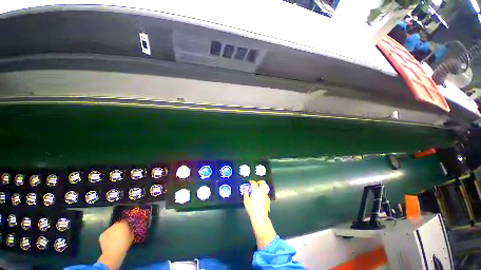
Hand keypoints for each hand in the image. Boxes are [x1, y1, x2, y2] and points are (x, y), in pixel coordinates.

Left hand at [97, 221, 133, 269]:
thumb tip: (128, 230)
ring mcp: (107, 230)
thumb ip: (130, 231)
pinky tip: (109, 242)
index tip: (127, 230)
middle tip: (121, 235)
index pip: (125, 222)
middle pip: (117, 225)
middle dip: (119, 229)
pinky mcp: (102, 235)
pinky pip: (106, 235)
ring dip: (113, 232)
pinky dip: (108, 237)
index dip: (126, 226)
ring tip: (114, 239)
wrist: (113, 253)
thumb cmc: (124, 244)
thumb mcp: (132, 236)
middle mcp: (114, 225)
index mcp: (122, 224)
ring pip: (111, 230)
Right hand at [244, 180, 275, 248]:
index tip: (250, 182)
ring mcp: (266, 195)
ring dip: (261, 188)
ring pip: (264, 189)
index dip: (251, 181)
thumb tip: (245, 189)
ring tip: (258, 191)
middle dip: (260, 182)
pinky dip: (263, 194)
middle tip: (257, 183)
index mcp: (256, 189)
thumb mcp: (246, 200)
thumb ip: (245, 193)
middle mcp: (262, 191)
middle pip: (262, 183)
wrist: (260, 216)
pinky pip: (265, 194)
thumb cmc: (251, 208)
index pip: (254, 183)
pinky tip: (260, 198)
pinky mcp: (268, 200)